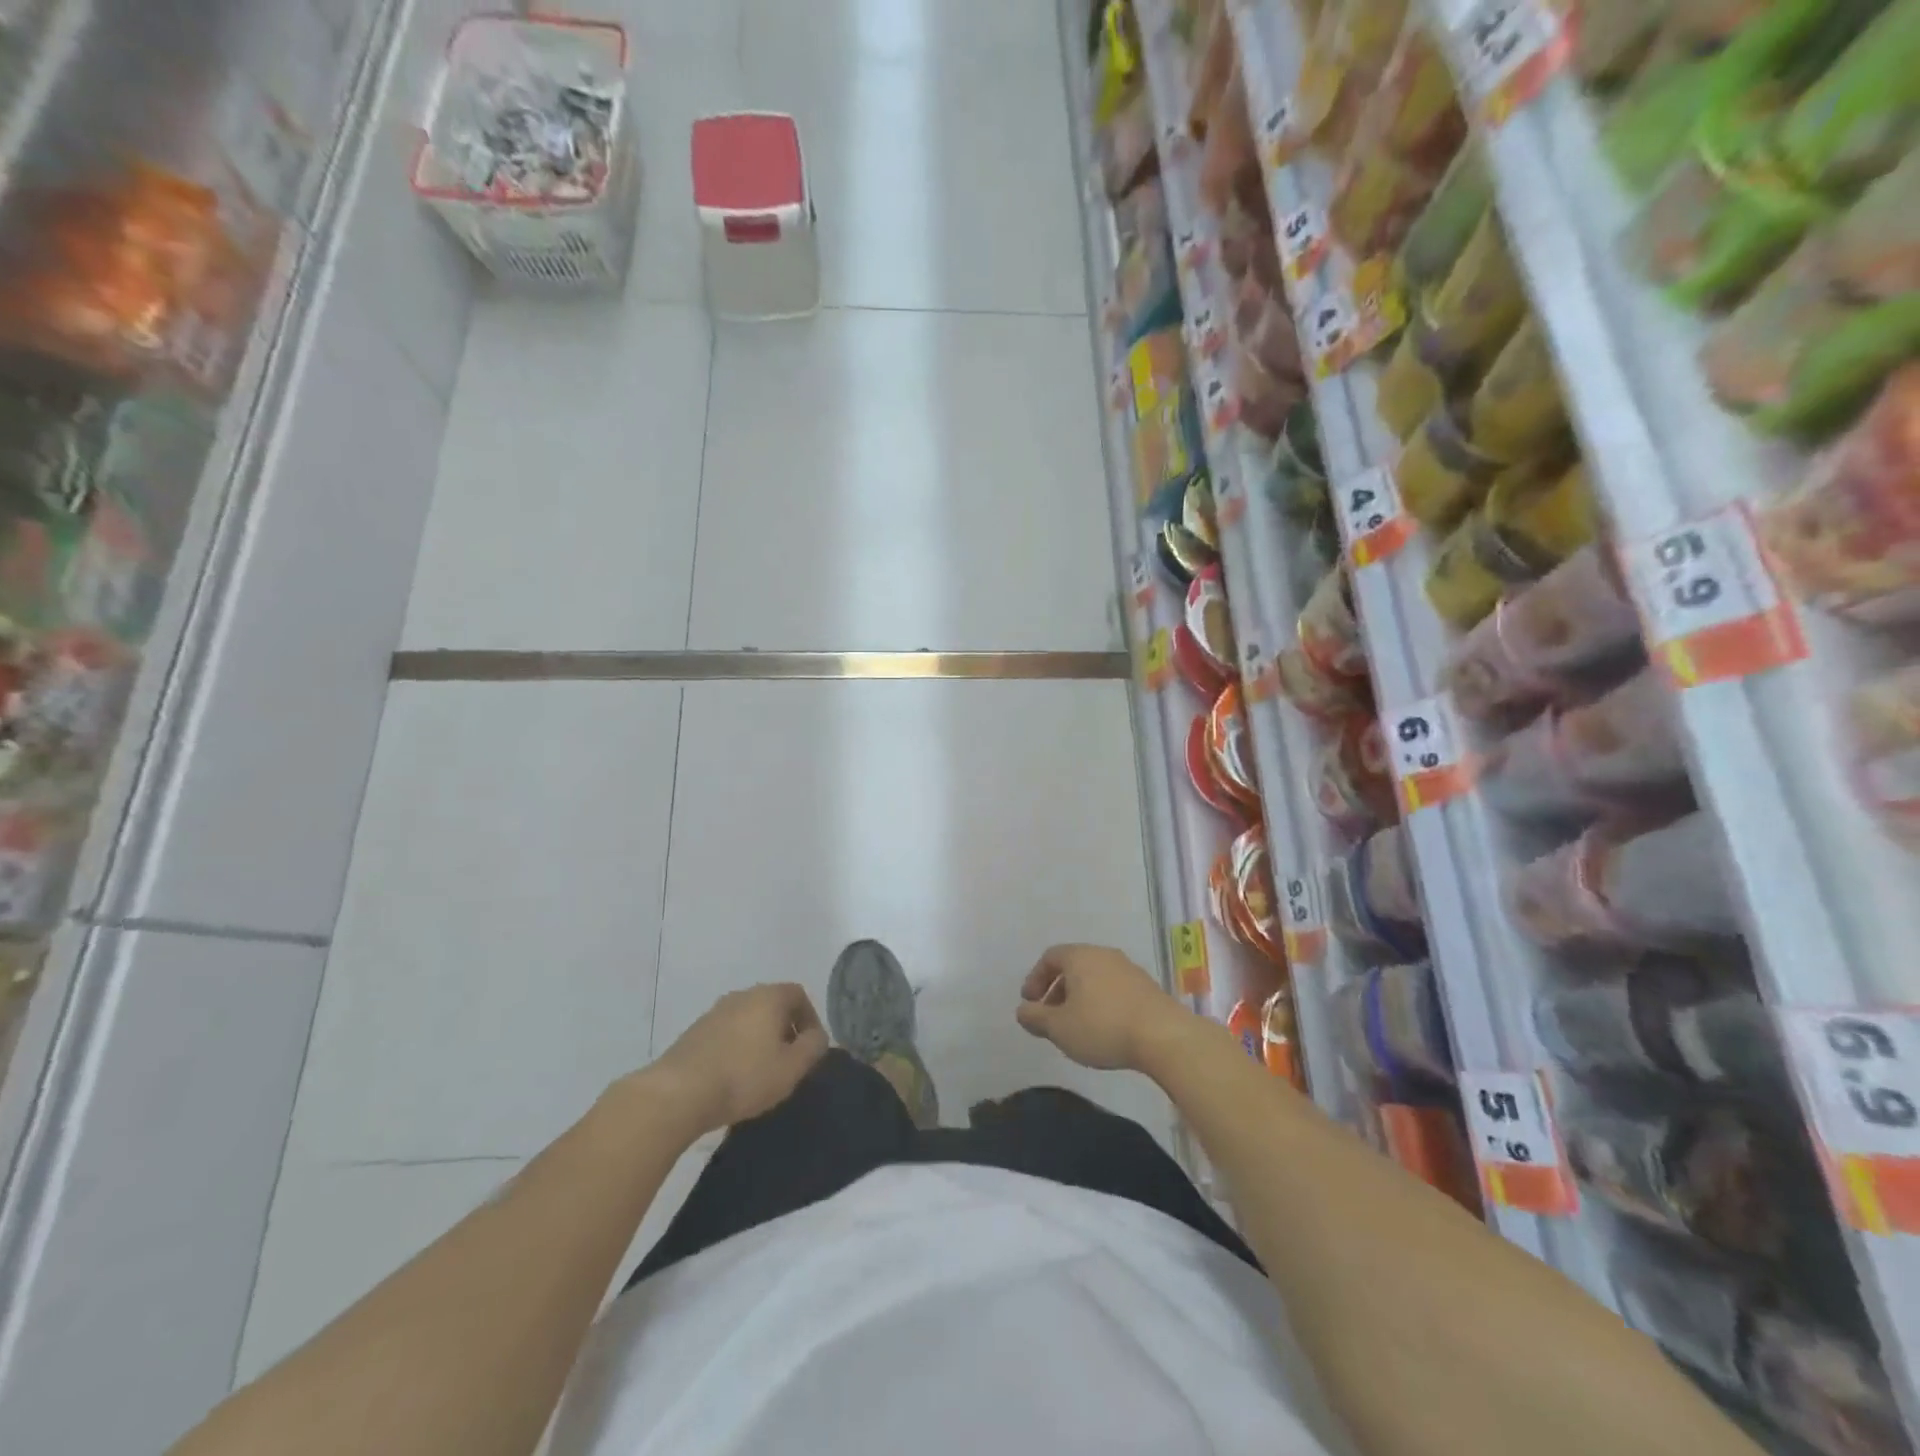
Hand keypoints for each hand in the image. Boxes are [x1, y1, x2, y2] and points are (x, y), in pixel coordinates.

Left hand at [648, 983, 828, 1134]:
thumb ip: (813, 1047)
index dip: (810, 1019)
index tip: (810, 1048)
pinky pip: (727, 1033)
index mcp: (768, 997)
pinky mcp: (694, 1032)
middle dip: (785, 1030)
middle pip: (773, 1005)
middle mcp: (742, 995)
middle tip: (789, 1061)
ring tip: (761, 1072)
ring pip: (748, 1019)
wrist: (678, 1093)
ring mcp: (714, 1012)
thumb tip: (817, 1036)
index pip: (799, 994)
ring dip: (760, 1040)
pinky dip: (737, 1048)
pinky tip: (733, 1077)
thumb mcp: (792, 1067)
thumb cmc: (744, 1076)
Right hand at [1016, 944, 1186, 1071]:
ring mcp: (1128, 968)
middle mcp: (1104, 954)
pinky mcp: (1147, 986)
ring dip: (1080, 998)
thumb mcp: (1060, 1028)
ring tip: (1076, 1027)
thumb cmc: (1102, 1026)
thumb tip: (1022, 1011)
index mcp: (1080, 956)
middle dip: (1057, 991)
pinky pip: (1114, 988)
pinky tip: (1104, 1029)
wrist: (1163, 1036)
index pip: (1050, 957)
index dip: (1035, 979)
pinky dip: (1101, 1003)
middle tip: (1050, 1017)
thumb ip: (1036, 1018)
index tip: (1030, 1004)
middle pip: (1073, 966)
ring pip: (1094, 978)